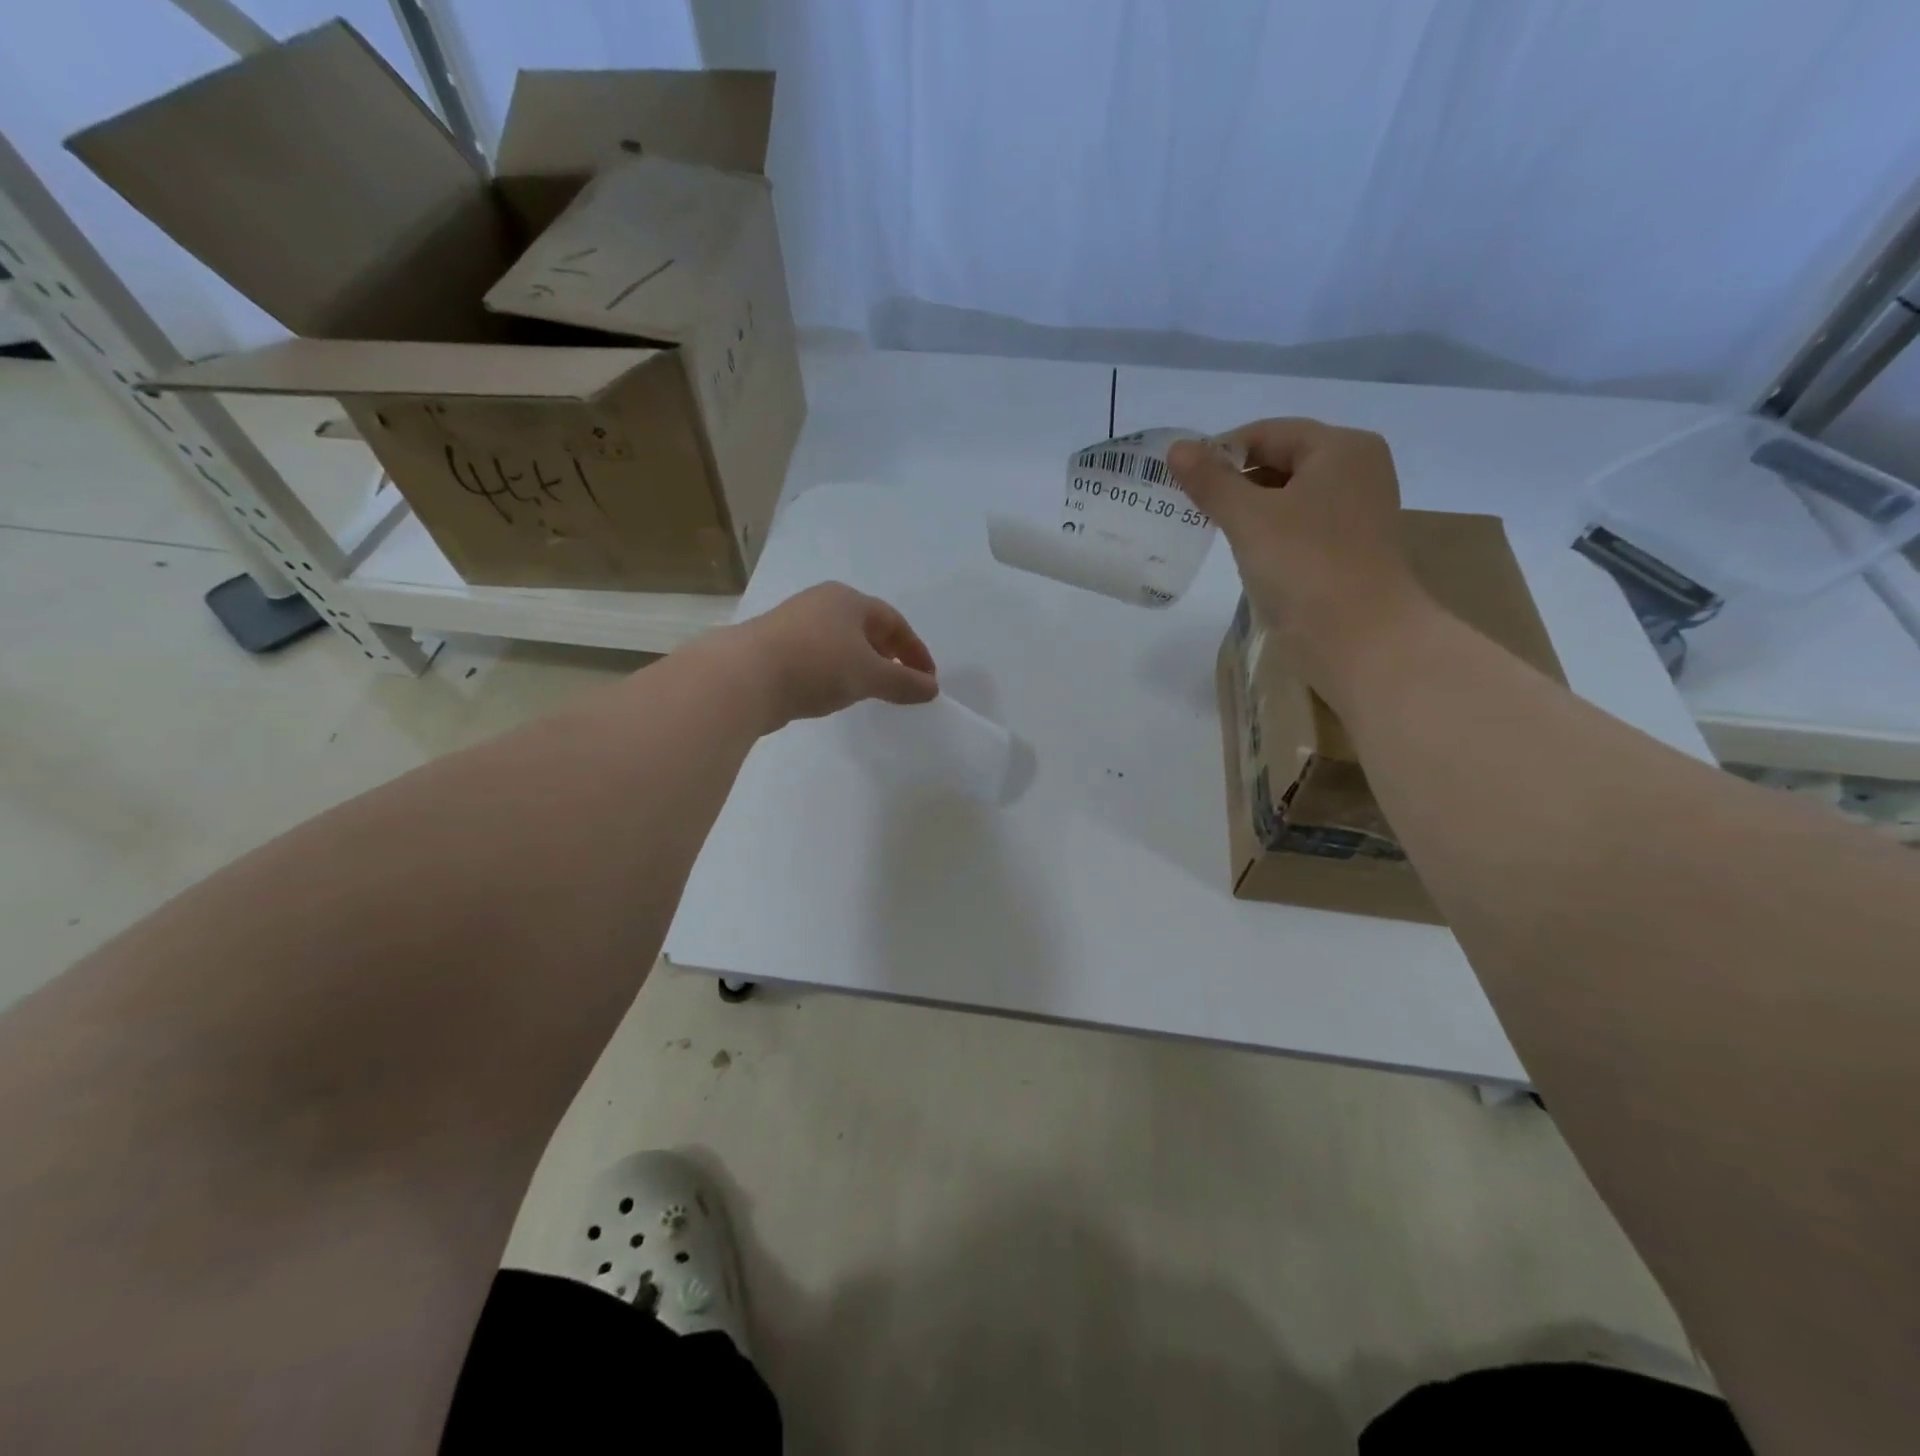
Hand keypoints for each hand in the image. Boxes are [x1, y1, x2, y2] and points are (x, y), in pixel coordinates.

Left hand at [731, 582, 937, 727]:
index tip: (928, 680)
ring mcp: (794, 623)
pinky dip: (835, 672)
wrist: (744, 677)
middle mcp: (821, 603)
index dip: (916, 651)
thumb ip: (903, 682)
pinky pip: (818, 657)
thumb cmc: (817, 665)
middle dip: (889, 656)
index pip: (895, 622)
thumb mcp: (869, 675)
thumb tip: (931, 689)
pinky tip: (834, 692)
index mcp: (848, 600)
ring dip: (861, 665)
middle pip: (867, 628)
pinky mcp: (774, 647)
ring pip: (840, 643)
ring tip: (870, 691)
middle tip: (902, 683)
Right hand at [1168, 419, 1424, 690]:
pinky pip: (1299, 524)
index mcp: (1341, 448)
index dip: (1221, 451)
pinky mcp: (1348, 547)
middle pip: (1280, 460)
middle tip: (1190, 505)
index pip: (1268, 433)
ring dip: (1249, 508)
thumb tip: (1176, 448)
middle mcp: (1356, 470)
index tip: (1182, 479)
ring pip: (1288, 495)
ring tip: (1211, 528)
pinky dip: (1269, 531)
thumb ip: (1210, 481)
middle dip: (1234, 480)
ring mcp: (1355, 511)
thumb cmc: (1305, 565)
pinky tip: (1245, 551)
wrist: (1359, 637)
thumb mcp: (1249, 518)